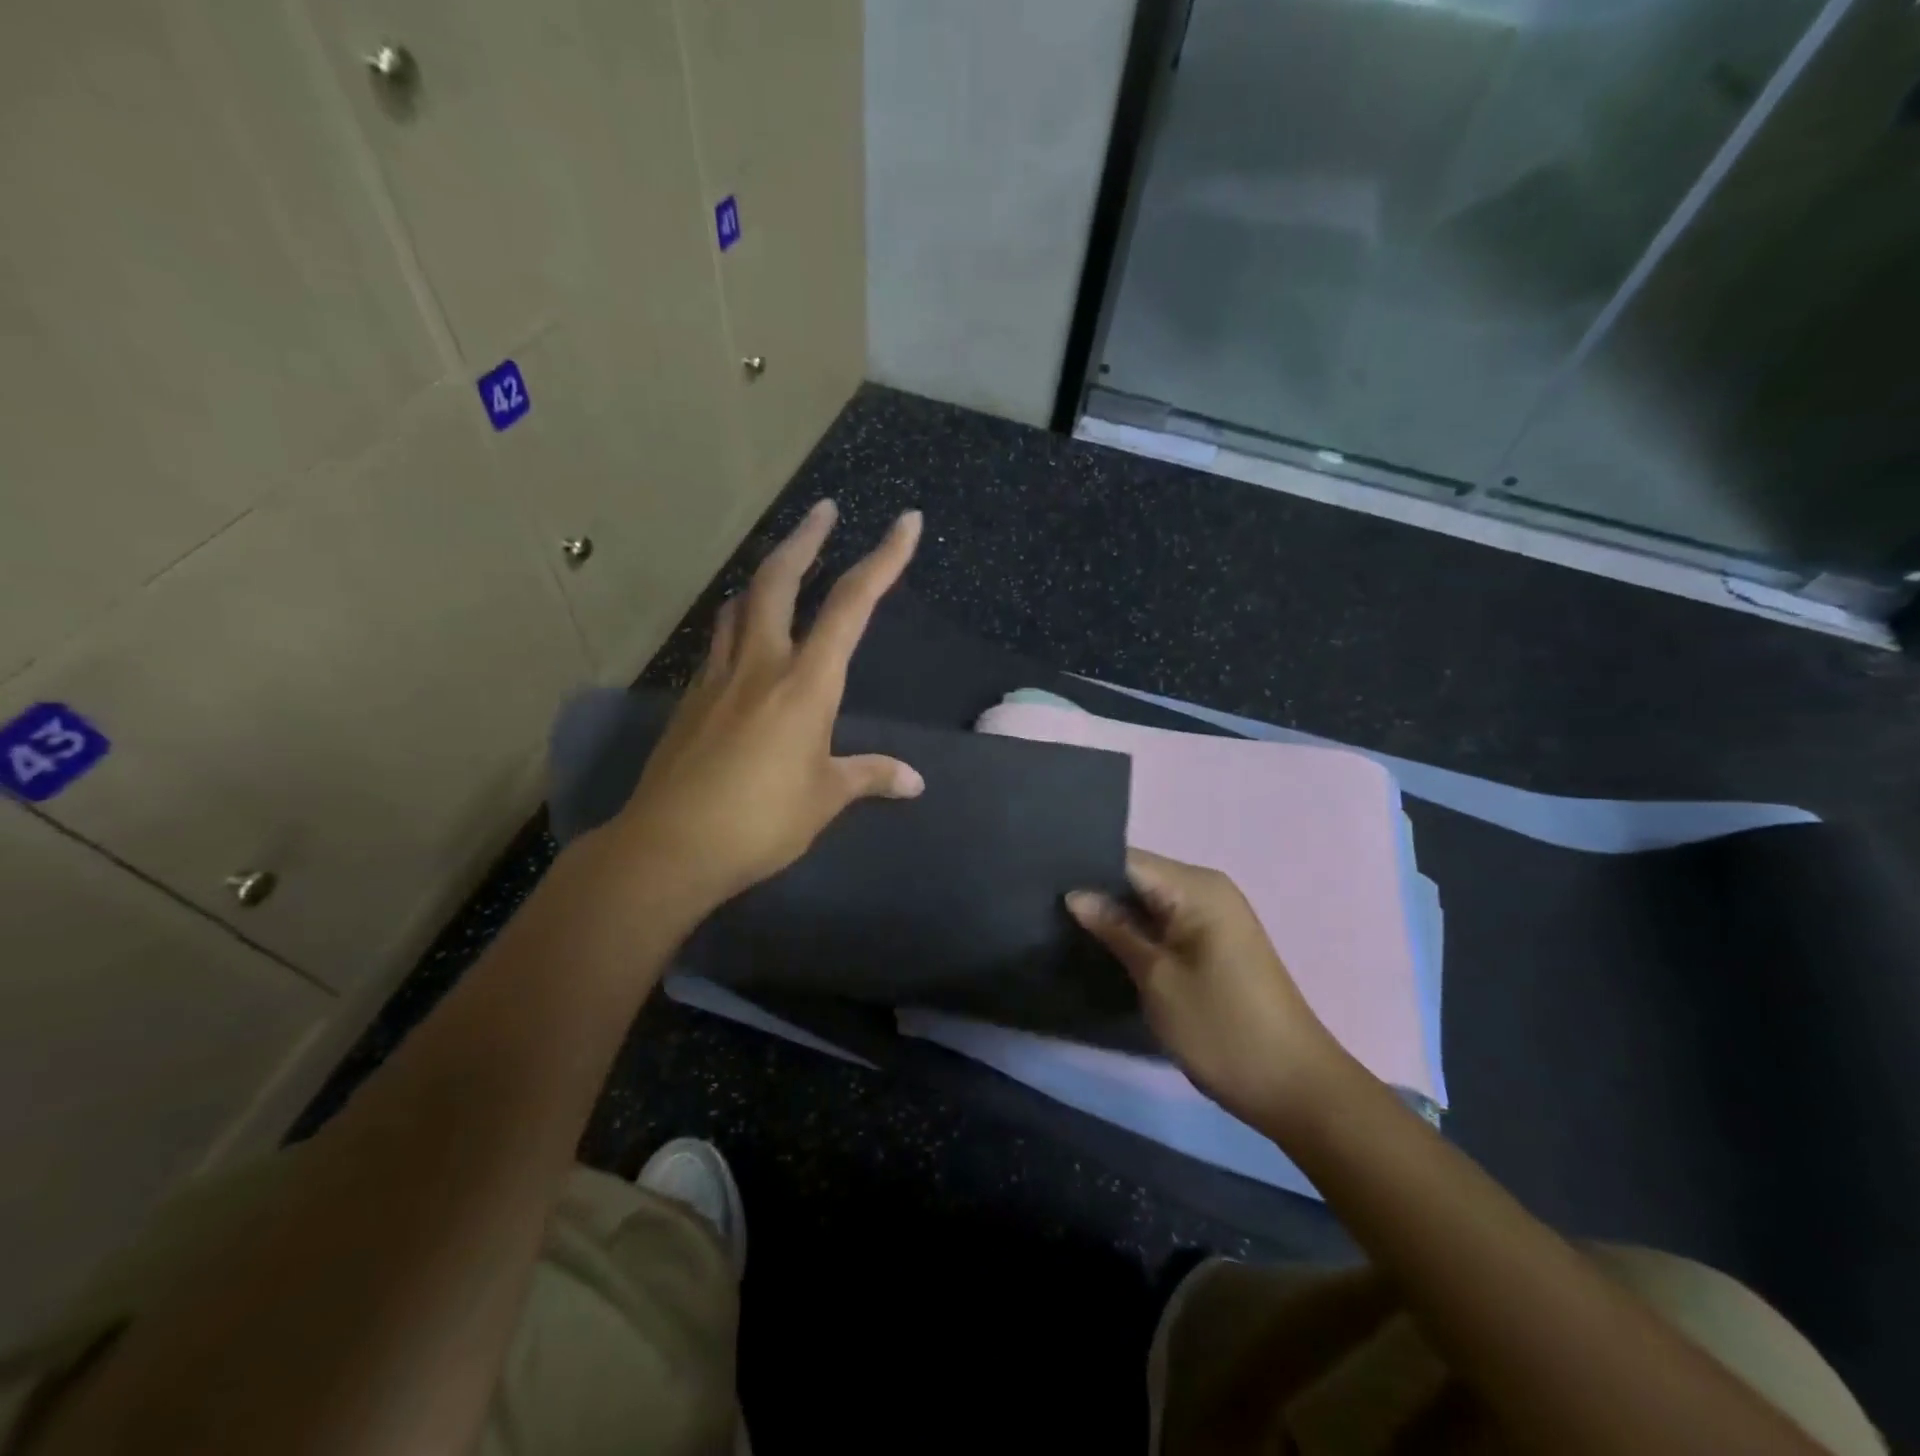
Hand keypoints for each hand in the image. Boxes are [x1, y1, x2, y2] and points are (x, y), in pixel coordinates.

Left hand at [610, 500, 925, 909]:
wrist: (670, 846)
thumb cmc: (761, 821)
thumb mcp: (825, 799)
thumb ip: (870, 776)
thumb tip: (915, 781)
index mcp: (806, 682)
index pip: (852, 605)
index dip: (883, 559)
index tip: (905, 522)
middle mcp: (760, 664)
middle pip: (779, 580)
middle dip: (806, 538)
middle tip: (824, 510)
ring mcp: (718, 677)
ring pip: (739, 604)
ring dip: (764, 576)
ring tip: (782, 568)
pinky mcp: (691, 699)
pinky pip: (718, 643)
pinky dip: (738, 624)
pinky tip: (743, 643)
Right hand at [1068, 850, 1342, 1124]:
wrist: (1295, 1088)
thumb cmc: (1221, 1029)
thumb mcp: (1157, 978)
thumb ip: (1115, 929)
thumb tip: (1075, 894)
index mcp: (1197, 887)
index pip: (1127, 860)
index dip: (1085, 869)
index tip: (1042, 883)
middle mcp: (1208, 889)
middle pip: (1138, 876)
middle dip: (1096, 891)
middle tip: (1045, 906)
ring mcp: (1215, 916)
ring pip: (1150, 900)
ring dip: (1115, 913)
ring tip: (1062, 922)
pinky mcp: (1216, 942)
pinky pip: (1166, 921)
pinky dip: (1137, 930)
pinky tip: (1103, 943)